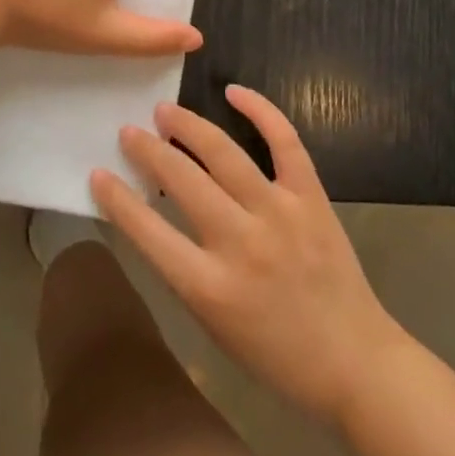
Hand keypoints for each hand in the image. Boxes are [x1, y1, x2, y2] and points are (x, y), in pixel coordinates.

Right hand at [92, 86, 405, 426]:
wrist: (355, 363)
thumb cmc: (276, 354)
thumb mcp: (214, 325)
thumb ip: (183, 269)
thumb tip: (155, 213)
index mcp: (210, 288)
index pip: (148, 232)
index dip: (117, 199)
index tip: (98, 173)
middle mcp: (240, 243)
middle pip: (181, 180)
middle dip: (147, 150)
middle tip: (129, 132)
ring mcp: (279, 214)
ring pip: (223, 153)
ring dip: (188, 126)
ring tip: (165, 110)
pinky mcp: (311, 198)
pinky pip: (284, 142)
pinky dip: (260, 110)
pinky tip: (233, 92)